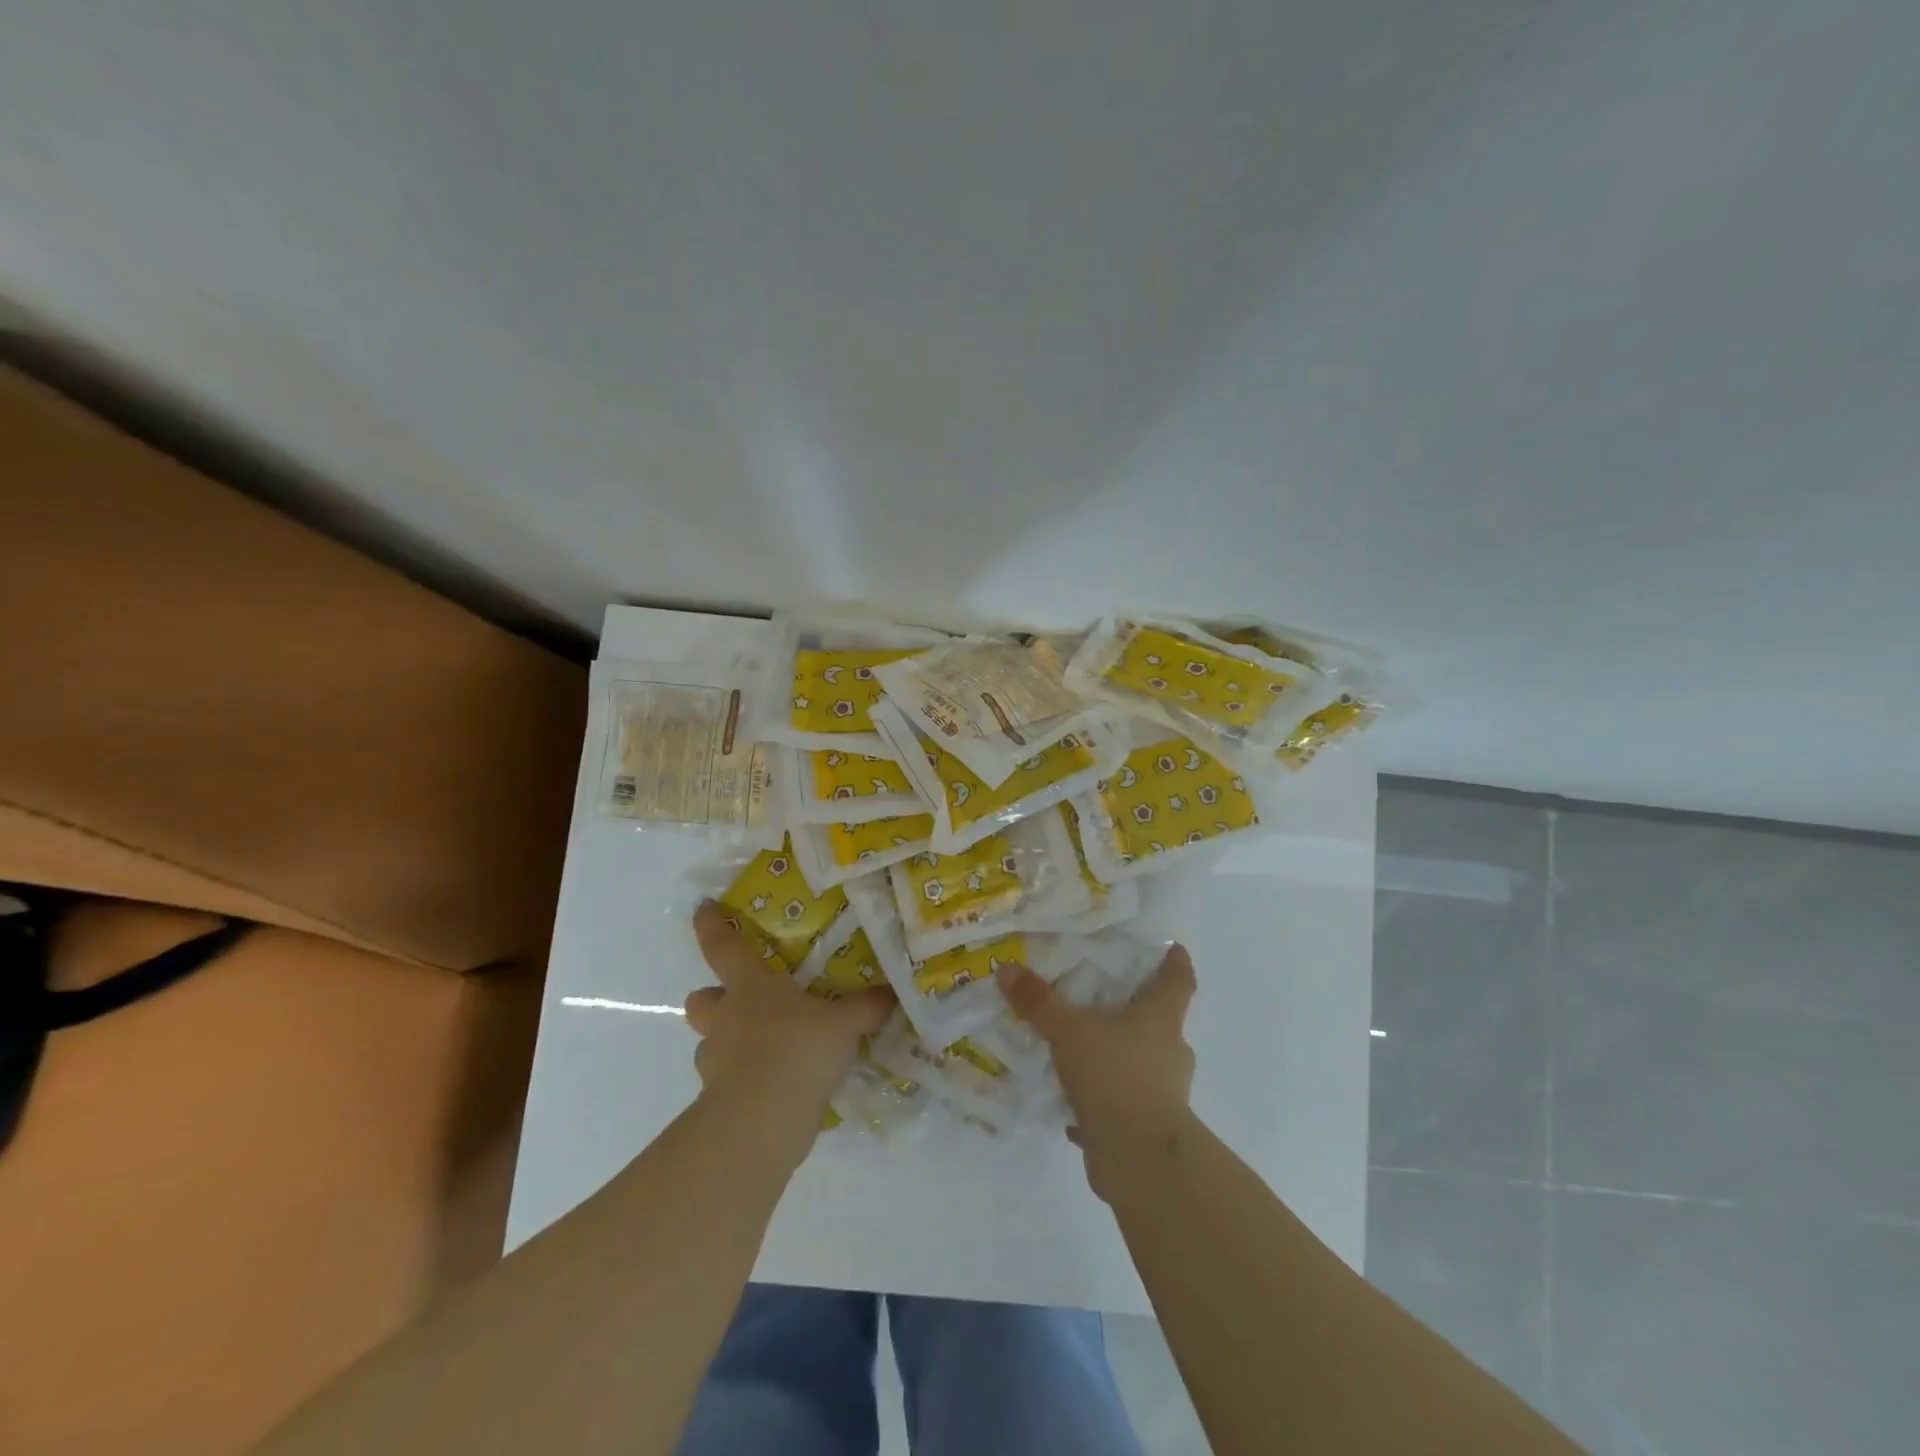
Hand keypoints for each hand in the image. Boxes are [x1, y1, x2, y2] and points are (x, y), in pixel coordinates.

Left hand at [684, 902, 892, 1144]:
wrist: (762, 1120)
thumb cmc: (798, 1050)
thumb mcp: (844, 1024)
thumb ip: (866, 1007)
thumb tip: (891, 993)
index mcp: (750, 987)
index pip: (722, 947)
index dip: (711, 926)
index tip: (703, 909)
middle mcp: (726, 1018)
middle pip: (700, 999)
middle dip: (712, 998)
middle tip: (739, 1002)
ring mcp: (716, 1061)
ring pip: (709, 1043)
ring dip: (727, 1043)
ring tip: (762, 1049)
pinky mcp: (718, 1100)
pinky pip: (726, 1082)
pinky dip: (743, 1081)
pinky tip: (774, 1086)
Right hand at [996, 945, 1197, 1200]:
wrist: (1138, 1156)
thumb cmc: (1114, 1074)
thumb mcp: (1068, 1031)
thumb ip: (1039, 1001)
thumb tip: (1008, 968)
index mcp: (1160, 1018)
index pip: (1179, 981)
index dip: (1177, 963)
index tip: (1174, 948)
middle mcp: (1170, 1051)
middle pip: (1161, 1022)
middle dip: (1138, 1011)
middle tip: (1107, 1000)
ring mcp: (1164, 1092)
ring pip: (1142, 1064)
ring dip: (1118, 1058)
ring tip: (1081, 1053)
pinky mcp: (1149, 1127)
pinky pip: (1124, 1105)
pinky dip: (1104, 1101)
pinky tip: (1074, 1108)